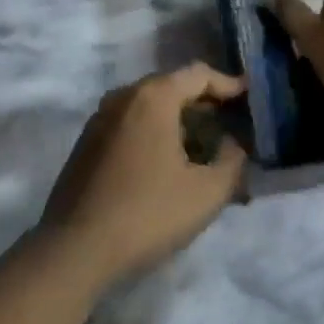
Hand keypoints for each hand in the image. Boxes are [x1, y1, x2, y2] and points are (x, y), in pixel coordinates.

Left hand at [39, 64, 247, 286]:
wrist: (74, 249)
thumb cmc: (146, 213)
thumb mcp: (206, 194)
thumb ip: (232, 163)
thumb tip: (233, 146)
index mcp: (154, 96)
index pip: (199, 74)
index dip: (228, 83)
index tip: (249, 94)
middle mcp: (125, 95)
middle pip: (173, 86)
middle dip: (203, 102)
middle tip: (229, 122)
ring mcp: (101, 117)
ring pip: (150, 105)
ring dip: (178, 118)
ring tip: (201, 144)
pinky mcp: (88, 141)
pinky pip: (131, 122)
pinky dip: (154, 131)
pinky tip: (166, 161)